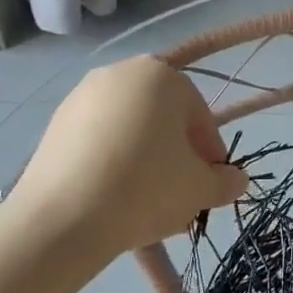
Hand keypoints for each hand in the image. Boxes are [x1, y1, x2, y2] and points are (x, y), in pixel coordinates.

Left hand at [12, 56, 248, 263]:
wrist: (62, 219)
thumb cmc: (145, 188)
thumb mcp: (200, 189)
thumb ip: (226, 182)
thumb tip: (237, 181)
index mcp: (161, 75)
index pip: (199, 115)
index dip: (210, 153)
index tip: (211, 184)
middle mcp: (120, 72)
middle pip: (162, 118)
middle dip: (176, 153)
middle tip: (181, 192)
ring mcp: (82, 96)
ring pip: (129, 129)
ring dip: (144, 158)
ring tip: (146, 201)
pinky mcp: (55, 124)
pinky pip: (97, 140)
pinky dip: (111, 162)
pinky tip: (112, 198)